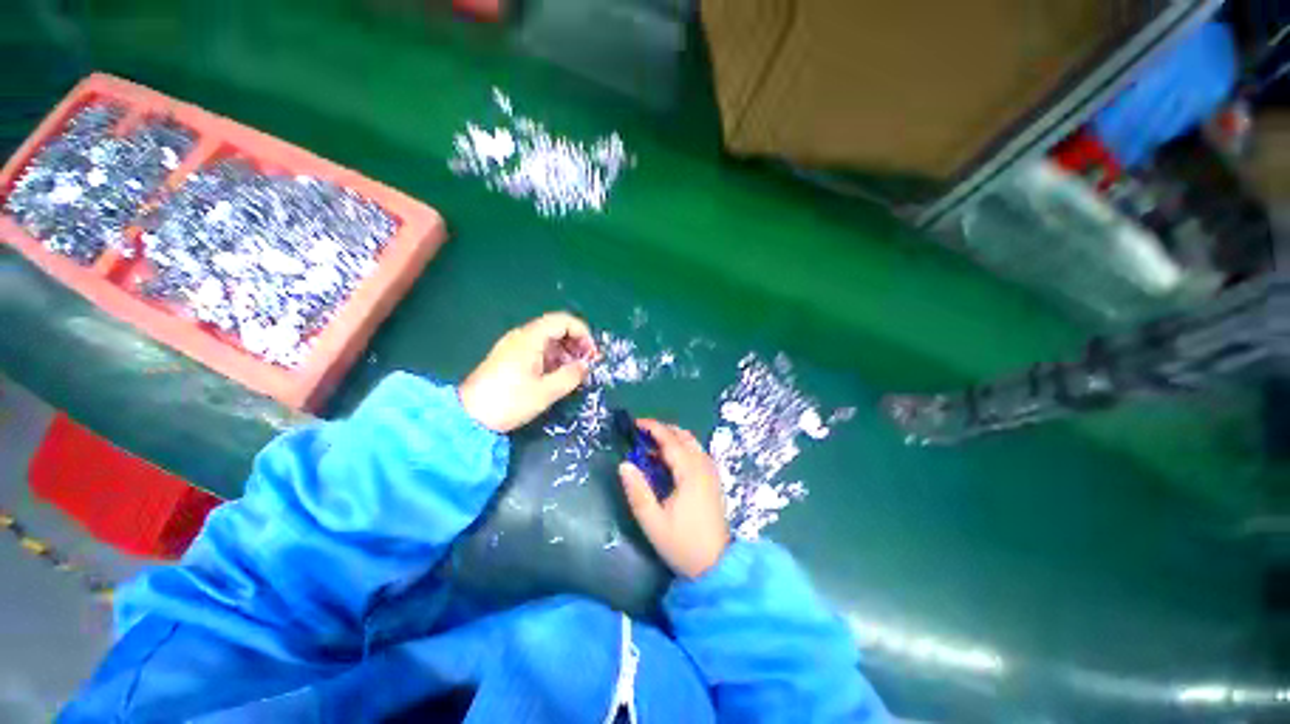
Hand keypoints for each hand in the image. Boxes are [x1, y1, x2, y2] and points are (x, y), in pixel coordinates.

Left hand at [460, 312, 597, 432]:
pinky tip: (558, 376)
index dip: (583, 333)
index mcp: (530, 338)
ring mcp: (514, 346)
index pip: (563, 321)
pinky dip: (553, 358)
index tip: (592, 354)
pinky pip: (538, 350)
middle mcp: (522, 336)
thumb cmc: (509, 401)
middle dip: (576, 343)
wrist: (469, 416)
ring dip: (566, 352)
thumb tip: (586, 366)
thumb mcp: (546, 392)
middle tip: (587, 364)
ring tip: (574, 373)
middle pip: (556, 328)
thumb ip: (571, 376)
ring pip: (548, 340)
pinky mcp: (510, 358)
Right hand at [620, 420, 730, 578]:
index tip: (635, 423)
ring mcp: (711, 472)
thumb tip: (624, 464)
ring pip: (692, 443)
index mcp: (690, 473)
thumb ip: (637, 491)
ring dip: (673, 438)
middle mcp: (703, 466)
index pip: (670, 440)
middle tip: (641, 435)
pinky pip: (697, 453)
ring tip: (651, 447)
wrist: (717, 566)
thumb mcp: (653, 522)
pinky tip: (669, 461)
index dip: (653, 427)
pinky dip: (682, 448)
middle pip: (684, 436)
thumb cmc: (683, 544)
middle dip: (663, 430)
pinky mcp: (713, 480)